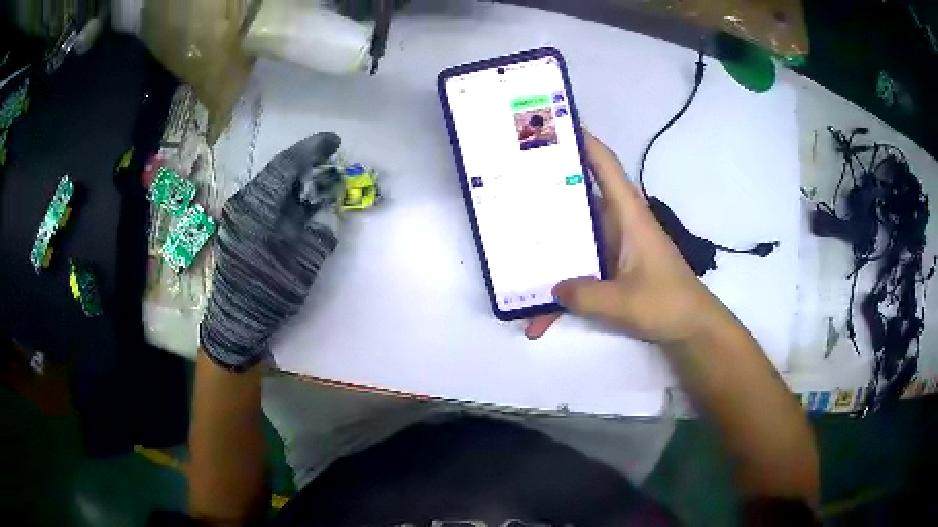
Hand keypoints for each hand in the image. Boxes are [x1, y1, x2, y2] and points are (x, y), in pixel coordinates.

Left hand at [200, 132, 343, 370]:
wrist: (236, 321)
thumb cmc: (268, 293)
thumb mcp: (303, 266)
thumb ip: (321, 233)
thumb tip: (332, 211)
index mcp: (256, 208)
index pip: (286, 166)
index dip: (312, 150)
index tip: (335, 141)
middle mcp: (244, 205)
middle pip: (278, 173)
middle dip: (306, 165)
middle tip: (331, 163)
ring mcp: (239, 216)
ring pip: (272, 187)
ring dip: (297, 183)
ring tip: (320, 183)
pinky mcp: (239, 228)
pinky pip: (266, 202)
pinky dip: (287, 199)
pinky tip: (301, 205)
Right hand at [525, 132, 726, 344]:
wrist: (691, 328)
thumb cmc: (667, 304)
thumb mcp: (624, 303)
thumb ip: (586, 296)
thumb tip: (553, 289)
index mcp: (628, 217)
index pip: (606, 168)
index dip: (586, 143)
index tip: (557, 126)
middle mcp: (618, 226)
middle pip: (579, 200)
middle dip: (547, 193)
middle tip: (511, 185)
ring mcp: (613, 250)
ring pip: (573, 241)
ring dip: (548, 254)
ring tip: (511, 256)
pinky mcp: (611, 271)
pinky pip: (580, 274)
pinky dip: (563, 296)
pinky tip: (539, 320)